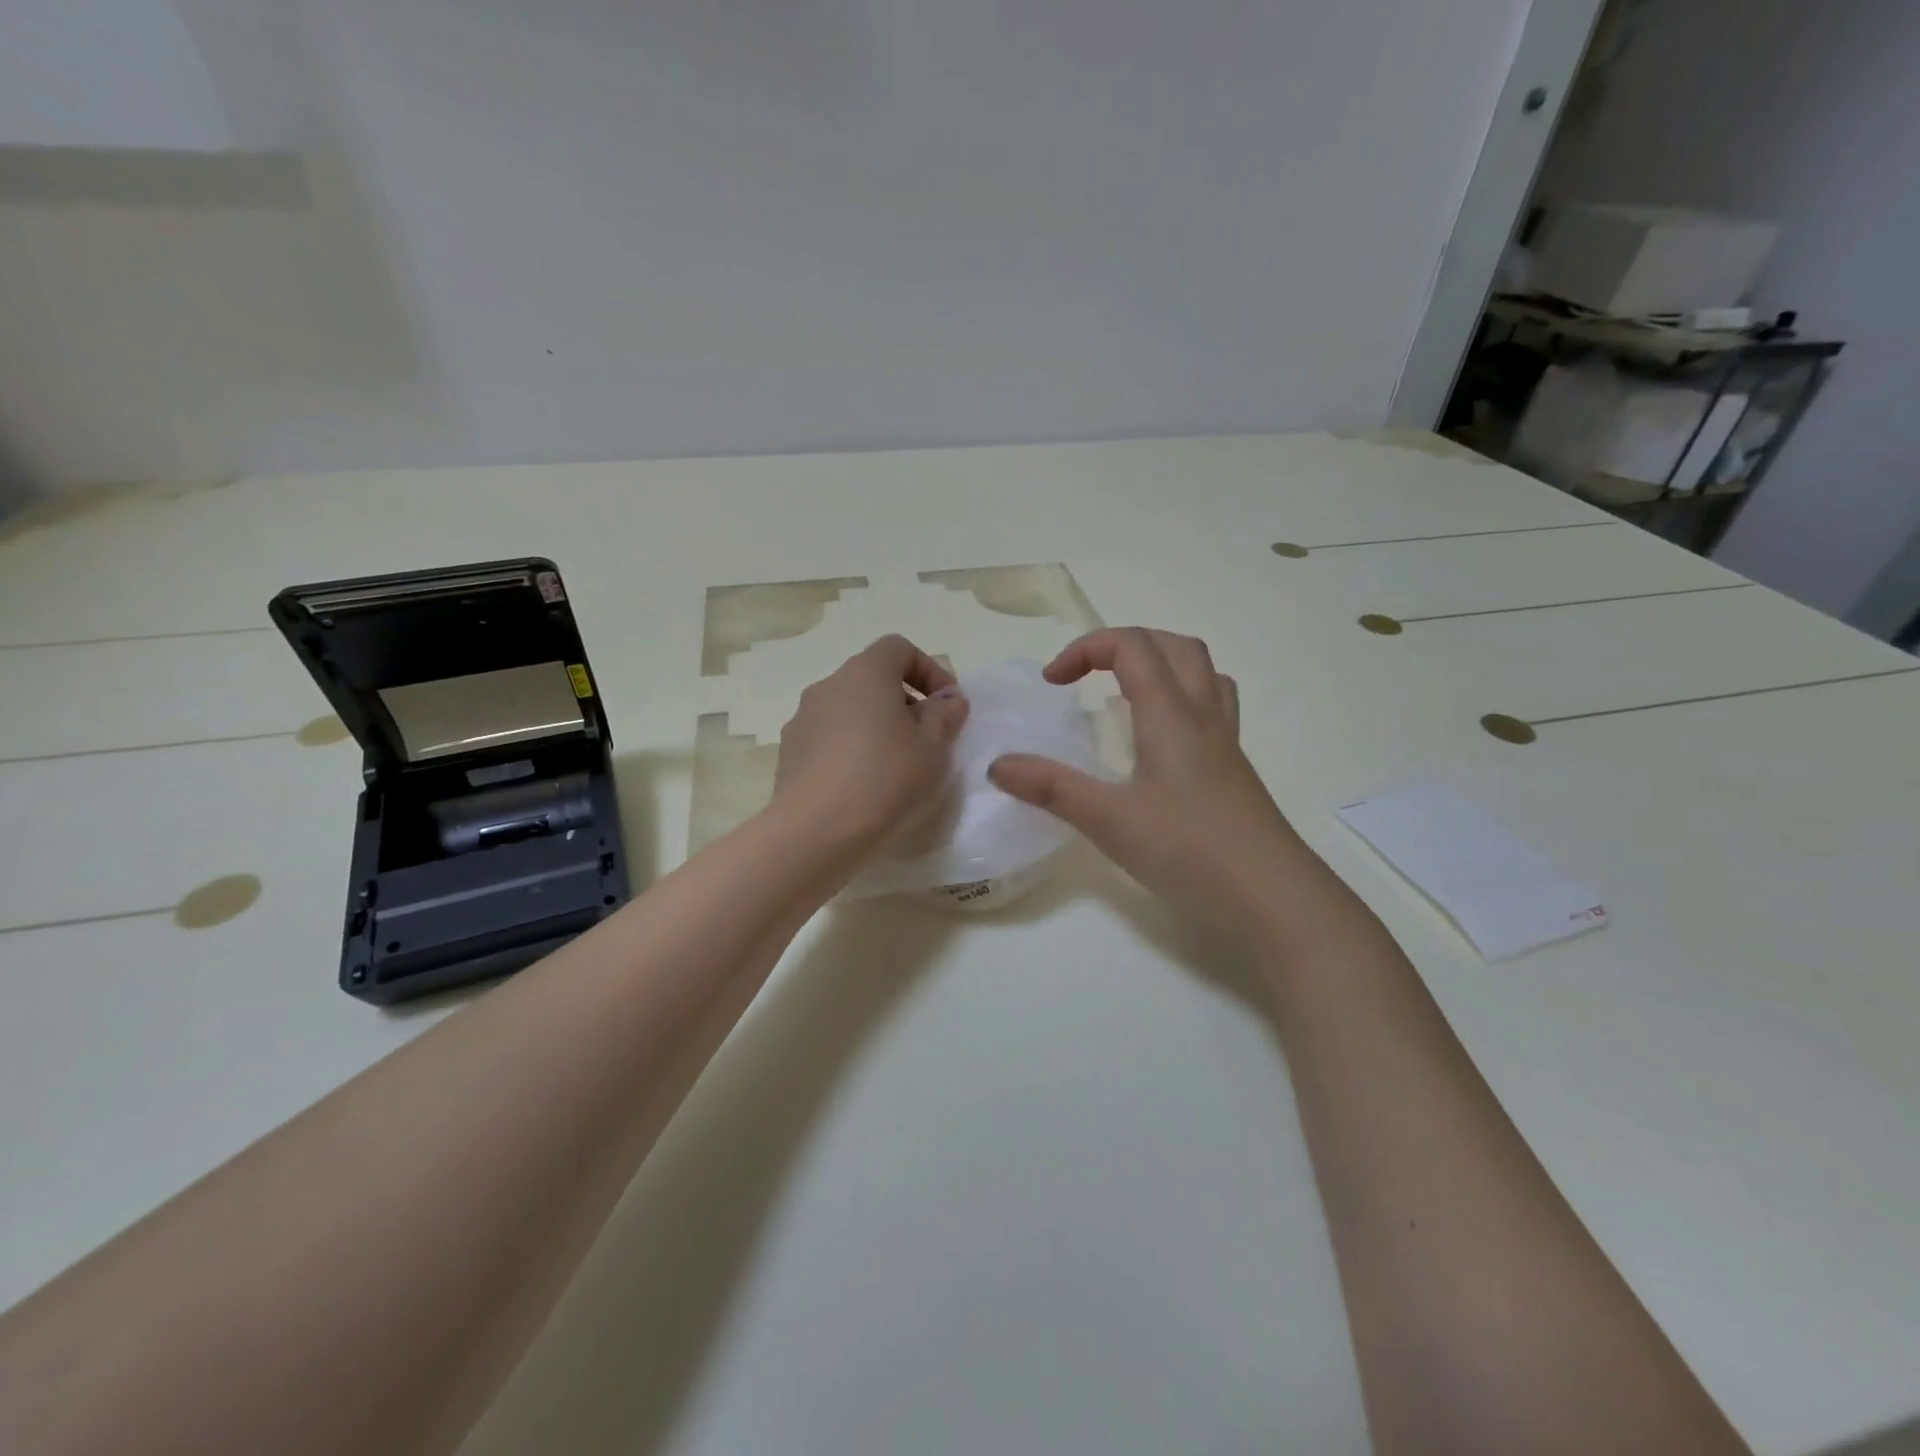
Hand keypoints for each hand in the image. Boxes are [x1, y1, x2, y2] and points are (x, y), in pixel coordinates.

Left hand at [771, 635, 969, 855]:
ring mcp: (802, 720)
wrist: (816, 832)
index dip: (929, 670)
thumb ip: (945, 716)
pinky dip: (851, 750)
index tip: (946, 706)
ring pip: (849, 710)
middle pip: (872, 679)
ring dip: (876, 727)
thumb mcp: (934, 748)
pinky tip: (864, 787)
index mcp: (865, 673)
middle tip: (927, 739)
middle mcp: (828, 686)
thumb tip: (947, 700)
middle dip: (904, 702)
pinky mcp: (789, 754)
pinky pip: (829, 739)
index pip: (898, 648)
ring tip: (896, 767)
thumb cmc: (886, 780)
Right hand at [988, 628, 1300, 927]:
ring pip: (1202, 671)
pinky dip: (1181, 698)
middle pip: (1173, 646)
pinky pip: (1213, 706)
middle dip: (1123, 645)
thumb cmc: (1189, 850)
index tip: (1051, 683)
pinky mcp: (1234, 769)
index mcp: (1171, 714)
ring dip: (1160, 664)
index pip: (1131, 646)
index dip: (1085, 648)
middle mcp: (1203, 715)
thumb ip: (1051, 788)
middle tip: (1086, 676)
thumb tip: (998, 765)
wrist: (1272, 896)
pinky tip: (1161, 739)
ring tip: (1126, 693)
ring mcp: (1225, 742)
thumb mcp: (1108, 820)